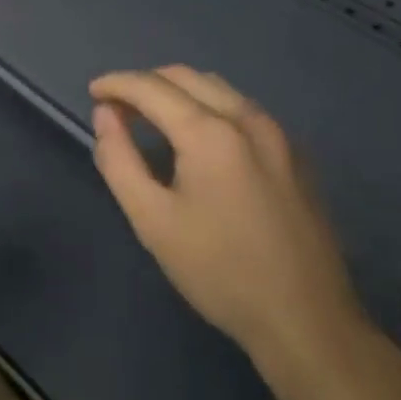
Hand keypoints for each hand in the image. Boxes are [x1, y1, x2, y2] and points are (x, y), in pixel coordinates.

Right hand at [89, 67, 370, 389]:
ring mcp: (277, 134)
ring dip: (177, 92)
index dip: (116, 84)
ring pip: (217, 88)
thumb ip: (119, 160)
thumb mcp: (152, 221)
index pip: (152, 87)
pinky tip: (197, 138)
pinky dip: (207, 106)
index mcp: (210, 132)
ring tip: (150, 118)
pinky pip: (240, 109)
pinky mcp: (294, 154)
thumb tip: (105, 115)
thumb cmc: (220, 272)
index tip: (93, 92)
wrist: (307, 321)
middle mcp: (247, 118)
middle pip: (185, 77)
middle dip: (145, 83)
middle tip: (116, 107)